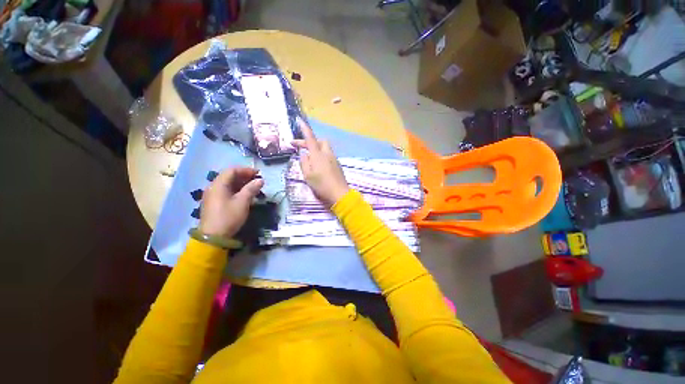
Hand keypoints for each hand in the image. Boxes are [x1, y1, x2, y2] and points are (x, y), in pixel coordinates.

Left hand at [199, 167, 263, 237]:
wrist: (213, 237)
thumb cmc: (229, 217)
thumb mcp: (242, 202)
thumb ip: (251, 189)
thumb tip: (260, 180)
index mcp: (218, 185)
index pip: (232, 170)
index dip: (246, 170)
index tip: (258, 174)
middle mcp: (213, 187)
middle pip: (229, 176)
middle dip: (244, 176)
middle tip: (257, 180)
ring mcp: (212, 195)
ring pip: (228, 184)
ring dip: (241, 183)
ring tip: (253, 187)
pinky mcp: (214, 202)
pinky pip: (226, 191)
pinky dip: (236, 189)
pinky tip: (245, 194)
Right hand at [292, 118, 348, 206]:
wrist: (339, 193)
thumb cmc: (321, 185)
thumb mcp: (308, 175)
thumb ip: (304, 162)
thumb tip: (304, 153)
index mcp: (318, 155)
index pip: (310, 138)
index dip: (304, 129)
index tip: (299, 120)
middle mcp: (327, 154)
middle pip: (320, 141)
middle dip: (310, 141)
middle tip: (301, 147)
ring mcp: (334, 159)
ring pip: (324, 148)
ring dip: (316, 148)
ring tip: (308, 157)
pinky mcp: (337, 165)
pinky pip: (328, 155)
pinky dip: (321, 155)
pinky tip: (317, 164)